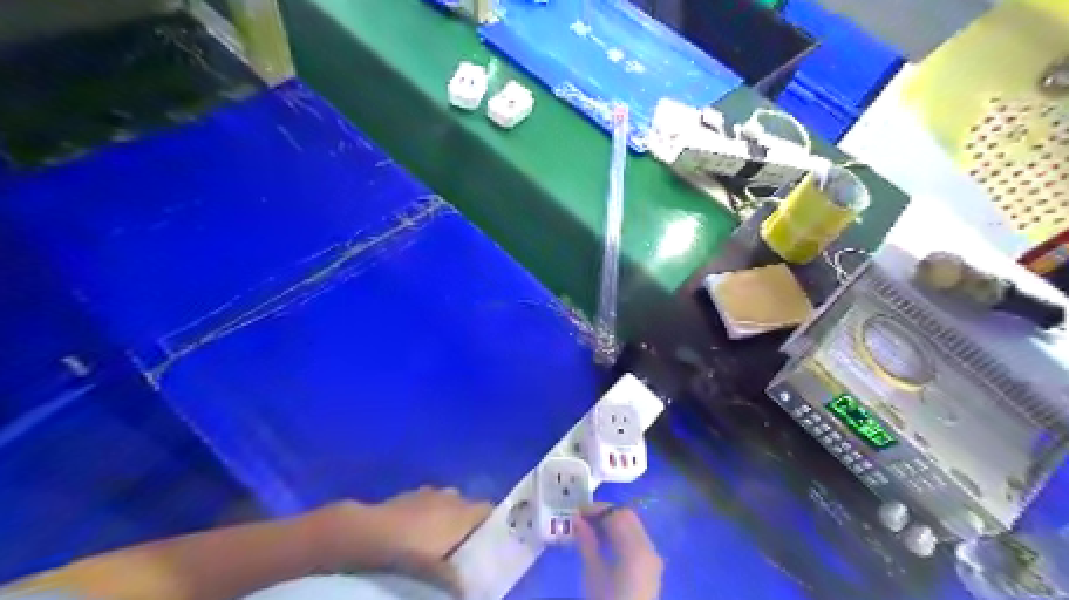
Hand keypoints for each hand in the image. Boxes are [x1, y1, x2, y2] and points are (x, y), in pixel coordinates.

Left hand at [310, 487, 490, 589]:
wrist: (365, 535)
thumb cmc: (410, 553)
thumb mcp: (438, 575)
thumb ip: (456, 580)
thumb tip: (467, 590)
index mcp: (463, 512)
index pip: (489, 510)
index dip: (493, 525)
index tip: (490, 545)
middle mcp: (449, 497)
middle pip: (467, 506)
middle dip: (466, 524)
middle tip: (463, 550)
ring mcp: (425, 493)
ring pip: (444, 503)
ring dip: (444, 518)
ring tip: (436, 544)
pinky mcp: (404, 496)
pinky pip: (423, 505)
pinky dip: (423, 517)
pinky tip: (411, 537)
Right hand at [577, 506, 659, 599]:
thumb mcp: (593, 572)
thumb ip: (586, 541)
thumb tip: (577, 519)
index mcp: (636, 547)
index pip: (618, 514)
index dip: (597, 509)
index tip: (577, 512)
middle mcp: (649, 547)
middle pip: (628, 518)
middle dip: (606, 514)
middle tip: (583, 519)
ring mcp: (653, 557)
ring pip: (633, 528)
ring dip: (613, 524)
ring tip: (590, 530)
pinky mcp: (652, 568)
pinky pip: (637, 540)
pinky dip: (621, 536)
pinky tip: (605, 543)